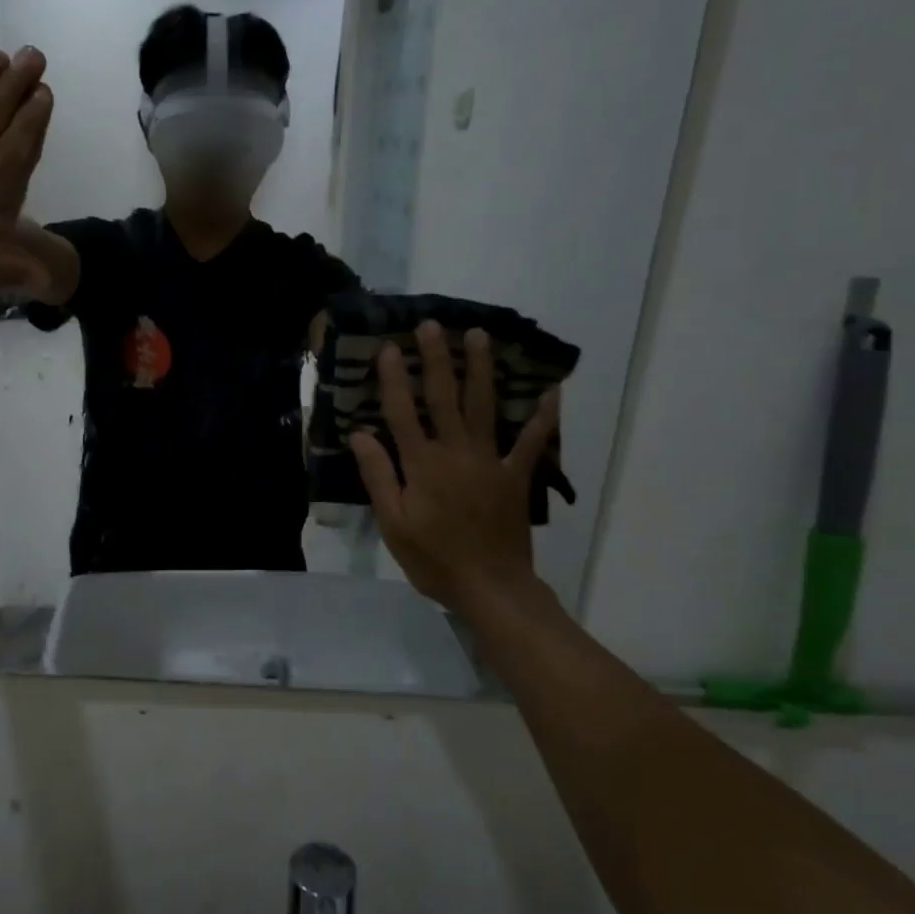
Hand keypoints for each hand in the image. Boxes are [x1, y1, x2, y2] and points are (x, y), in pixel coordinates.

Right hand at [350, 320, 561, 618]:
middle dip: (438, 359)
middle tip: (433, 325)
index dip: (395, 379)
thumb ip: (378, 475)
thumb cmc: (433, 558)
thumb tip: (362, 433)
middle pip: (445, 398)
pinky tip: (551, 391)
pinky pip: (531, 442)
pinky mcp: (516, 477)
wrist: (490, 588)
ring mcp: (490, 462)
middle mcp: (456, 453)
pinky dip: (543, 417)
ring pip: (484, 407)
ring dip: (481, 369)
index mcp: (422, 465)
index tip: (391, 347)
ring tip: (480, 335)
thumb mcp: (393, 523)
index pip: (403, 412)